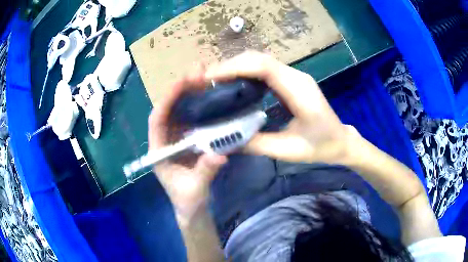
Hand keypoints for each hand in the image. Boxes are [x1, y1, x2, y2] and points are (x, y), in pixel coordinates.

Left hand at [148, 71, 226, 221]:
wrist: (192, 209)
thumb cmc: (188, 201)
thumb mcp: (195, 189)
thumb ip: (205, 172)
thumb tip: (219, 154)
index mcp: (158, 151)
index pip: (157, 120)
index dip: (167, 100)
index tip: (182, 83)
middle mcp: (165, 141)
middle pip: (168, 110)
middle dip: (179, 91)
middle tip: (198, 74)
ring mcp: (177, 140)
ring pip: (179, 112)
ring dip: (189, 95)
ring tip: (204, 79)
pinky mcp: (188, 141)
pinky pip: (191, 119)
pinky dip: (198, 106)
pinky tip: (209, 97)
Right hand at [205, 51, 355, 163]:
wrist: (341, 141)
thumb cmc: (320, 147)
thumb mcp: (288, 151)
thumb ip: (255, 145)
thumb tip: (225, 141)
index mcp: (299, 90)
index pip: (263, 67)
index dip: (235, 67)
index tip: (210, 77)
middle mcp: (296, 76)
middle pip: (259, 59)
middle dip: (231, 65)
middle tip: (207, 80)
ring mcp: (294, 76)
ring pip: (261, 61)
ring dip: (237, 66)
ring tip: (216, 81)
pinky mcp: (291, 80)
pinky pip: (265, 69)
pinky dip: (246, 72)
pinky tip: (234, 83)